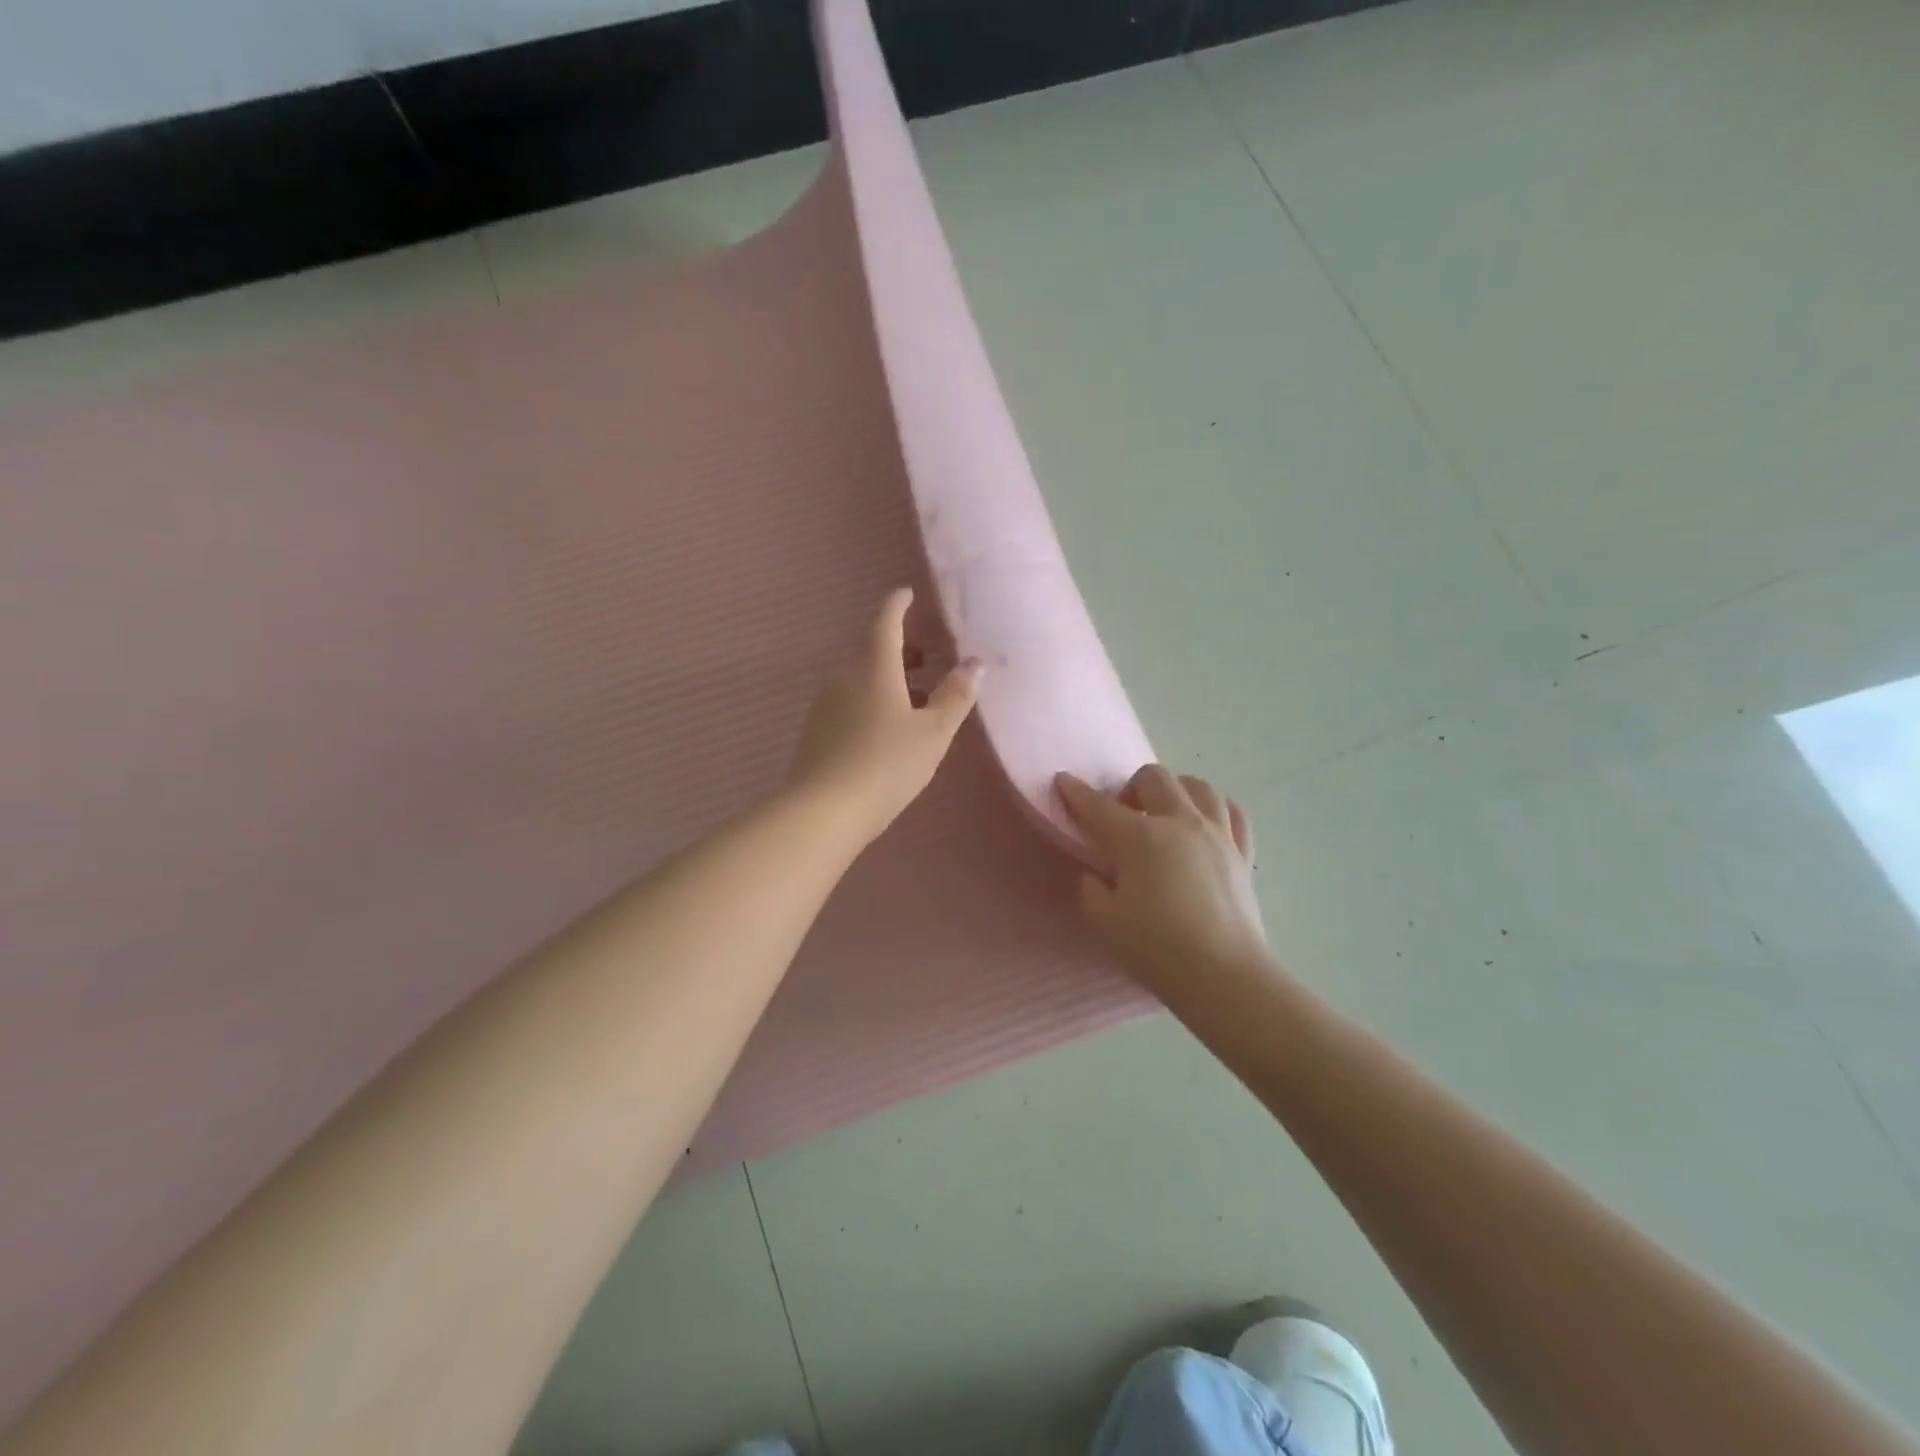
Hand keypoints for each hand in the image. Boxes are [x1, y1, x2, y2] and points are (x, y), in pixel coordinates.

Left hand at [788, 587, 982, 841]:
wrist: (823, 811)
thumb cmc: (886, 765)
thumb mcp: (933, 733)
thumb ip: (956, 696)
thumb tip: (975, 662)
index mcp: (873, 668)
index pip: (885, 622)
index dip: (897, 605)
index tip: (906, 593)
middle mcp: (845, 677)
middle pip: (872, 651)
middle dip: (900, 648)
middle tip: (927, 656)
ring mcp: (826, 704)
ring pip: (862, 678)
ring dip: (889, 679)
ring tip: (918, 698)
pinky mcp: (817, 731)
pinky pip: (851, 701)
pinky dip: (874, 700)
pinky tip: (890, 729)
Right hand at [1055, 765, 1271, 995]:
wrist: (1224, 976)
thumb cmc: (1157, 949)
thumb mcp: (1105, 920)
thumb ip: (1092, 888)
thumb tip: (1098, 873)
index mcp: (1139, 838)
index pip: (1098, 806)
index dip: (1076, 792)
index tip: (1063, 781)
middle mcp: (1179, 822)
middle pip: (1152, 778)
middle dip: (1129, 787)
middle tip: (1122, 817)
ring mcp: (1216, 834)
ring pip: (1197, 786)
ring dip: (1174, 790)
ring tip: (1164, 813)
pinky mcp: (1241, 852)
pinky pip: (1232, 812)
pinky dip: (1214, 809)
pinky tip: (1204, 823)